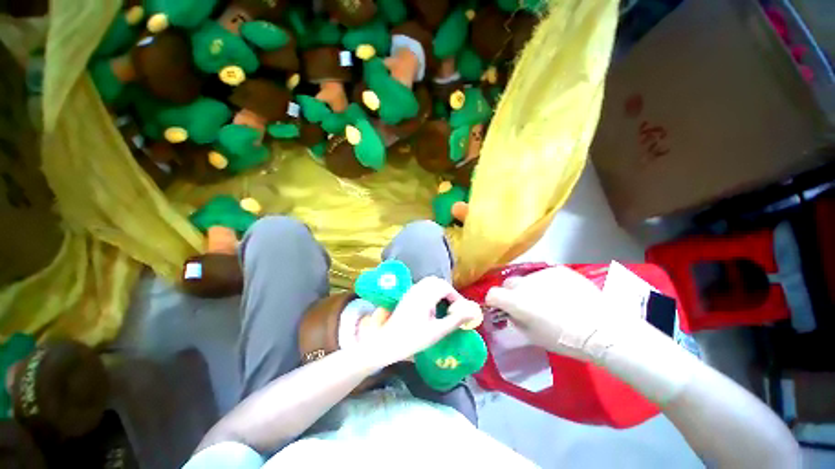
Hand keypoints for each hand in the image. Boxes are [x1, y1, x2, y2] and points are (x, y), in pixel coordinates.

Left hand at [359, 277, 480, 368]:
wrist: (387, 343)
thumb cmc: (412, 339)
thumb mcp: (437, 332)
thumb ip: (455, 320)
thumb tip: (472, 312)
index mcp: (425, 296)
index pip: (445, 287)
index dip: (456, 297)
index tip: (461, 310)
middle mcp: (417, 289)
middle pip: (437, 282)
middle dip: (448, 292)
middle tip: (454, 307)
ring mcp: (411, 292)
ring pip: (429, 283)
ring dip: (440, 291)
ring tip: (445, 307)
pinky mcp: (407, 297)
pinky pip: (423, 287)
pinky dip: (432, 292)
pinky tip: (432, 307)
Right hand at [485, 266, 626, 363]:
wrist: (602, 330)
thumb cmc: (564, 339)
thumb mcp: (532, 336)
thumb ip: (516, 321)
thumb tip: (511, 313)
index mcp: (516, 301)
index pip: (492, 294)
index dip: (494, 302)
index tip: (501, 308)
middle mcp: (525, 283)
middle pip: (508, 283)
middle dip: (511, 293)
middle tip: (524, 305)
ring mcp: (542, 274)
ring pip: (527, 279)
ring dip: (530, 288)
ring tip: (548, 300)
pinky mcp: (558, 270)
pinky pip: (545, 275)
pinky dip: (546, 284)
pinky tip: (561, 294)